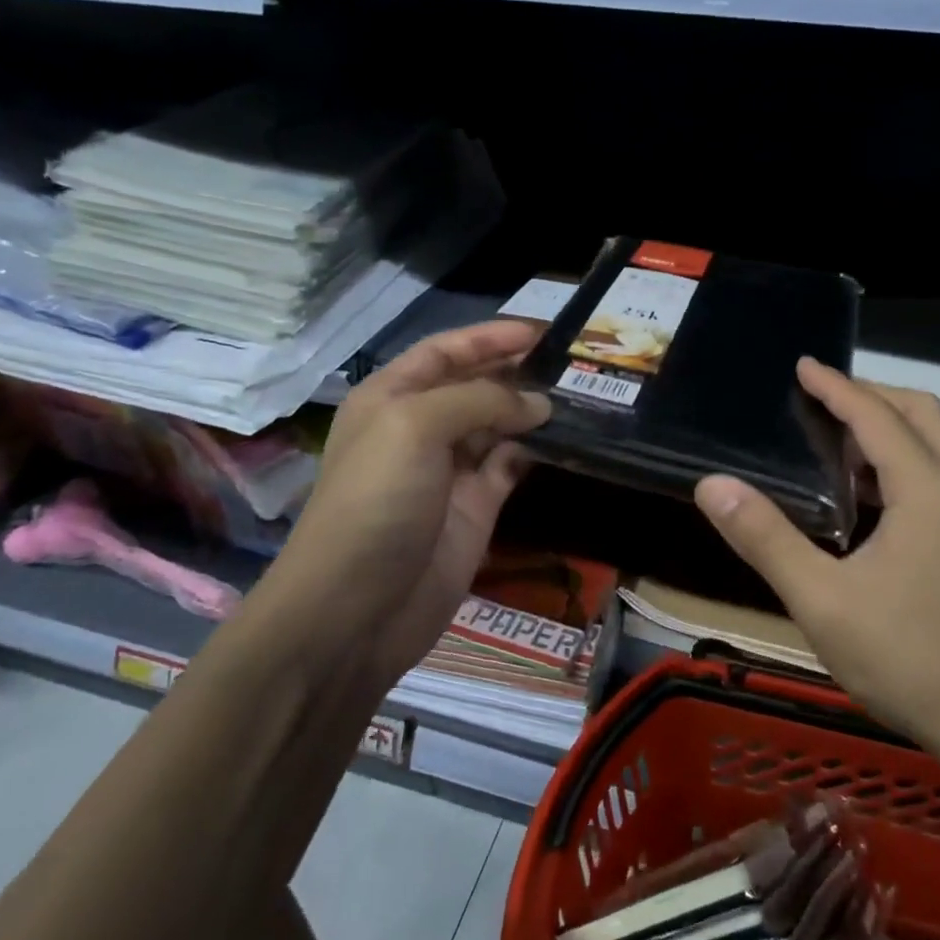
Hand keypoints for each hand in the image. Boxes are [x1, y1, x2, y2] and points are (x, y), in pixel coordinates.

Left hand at [258, 321, 549, 690]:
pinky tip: (567, 438)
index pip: (445, 351)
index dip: (489, 337)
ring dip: (533, 409)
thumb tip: (538, 404)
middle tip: (572, 362)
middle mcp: (421, 427)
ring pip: (499, 425)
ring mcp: (450, 470)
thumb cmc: (376, 501)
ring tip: (582, 393)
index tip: (542, 331)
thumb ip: (479, 400)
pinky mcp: (477, 508)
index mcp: (392, 397)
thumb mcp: (416, 427)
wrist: (357, 609)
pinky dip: (536, 450)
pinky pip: (511, 465)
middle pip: (475, 385)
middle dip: (517, 370)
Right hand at [693, 358, 939, 747]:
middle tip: (820, 400)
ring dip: (891, 427)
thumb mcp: (820, 600)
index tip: (802, 366)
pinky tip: (869, 496)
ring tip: (836, 442)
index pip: (876, 416)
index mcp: (927, 490)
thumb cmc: (907, 658)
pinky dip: (906, 460)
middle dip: (870, 395)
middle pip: (921, 412)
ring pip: (938, 442)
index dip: (836, 386)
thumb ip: (765, 538)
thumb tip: (713, 485)